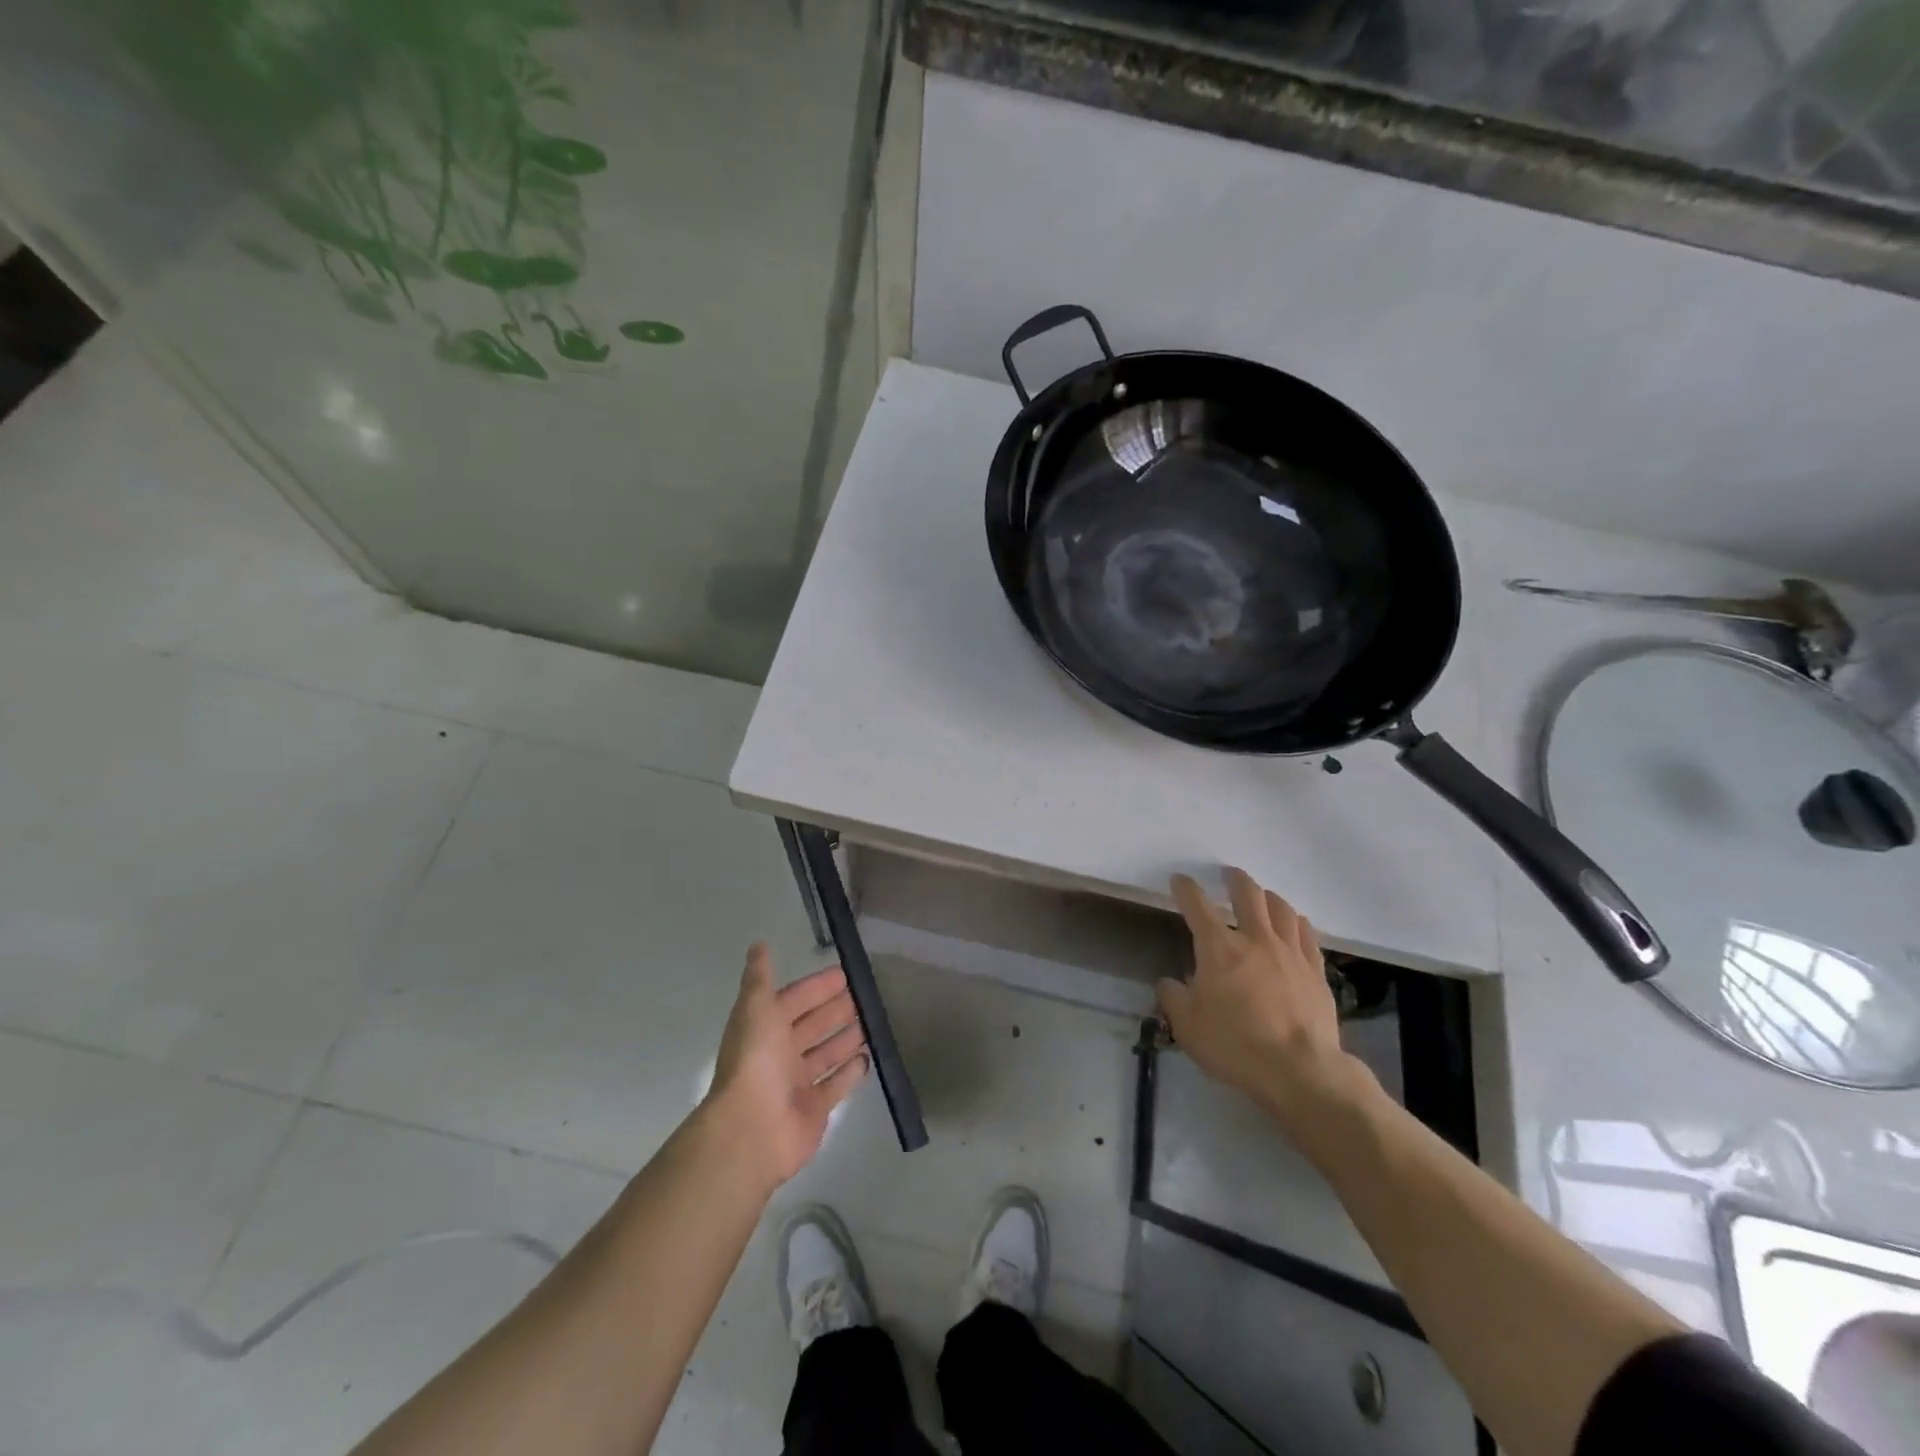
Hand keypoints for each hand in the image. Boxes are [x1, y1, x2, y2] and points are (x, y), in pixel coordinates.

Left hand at [705, 945, 868, 1190]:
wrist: (752, 1128)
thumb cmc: (755, 1060)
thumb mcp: (756, 1008)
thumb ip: (760, 977)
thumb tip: (758, 944)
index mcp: (765, 1027)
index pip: (795, 1000)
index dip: (817, 987)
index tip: (845, 974)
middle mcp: (780, 1053)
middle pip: (813, 1025)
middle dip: (836, 1009)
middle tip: (867, 995)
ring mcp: (797, 1083)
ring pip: (826, 1053)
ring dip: (846, 1037)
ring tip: (872, 1021)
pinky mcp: (815, 1108)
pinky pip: (837, 1084)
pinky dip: (851, 1071)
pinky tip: (869, 1057)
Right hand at [1157, 868, 1371, 1130]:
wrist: (1299, 1070)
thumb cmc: (1235, 1045)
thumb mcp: (1187, 1026)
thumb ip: (1174, 998)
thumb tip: (1170, 983)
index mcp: (1218, 948)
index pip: (1197, 905)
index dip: (1186, 888)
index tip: (1180, 880)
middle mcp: (1255, 939)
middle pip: (1248, 894)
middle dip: (1235, 879)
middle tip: (1229, 875)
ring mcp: (1290, 952)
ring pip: (1281, 908)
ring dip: (1268, 897)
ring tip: (1263, 897)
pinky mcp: (1316, 971)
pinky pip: (1307, 934)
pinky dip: (1297, 922)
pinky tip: (1295, 924)